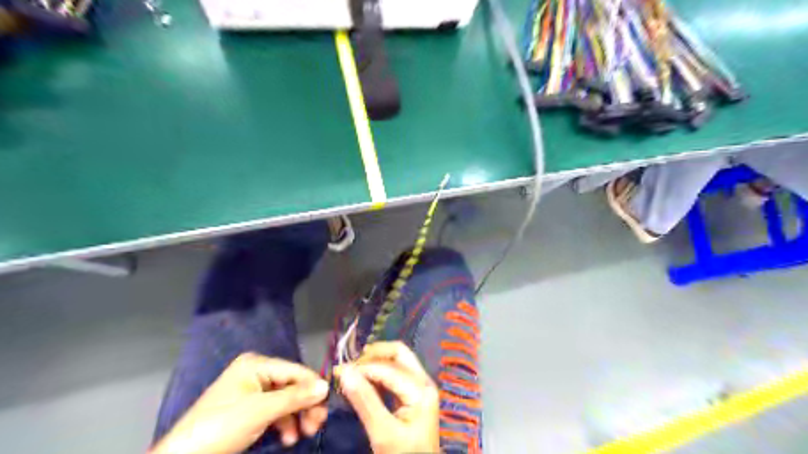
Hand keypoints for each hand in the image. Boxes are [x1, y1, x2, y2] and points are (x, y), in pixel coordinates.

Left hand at [151, 352, 327, 453]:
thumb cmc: (221, 427)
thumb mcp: (261, 411)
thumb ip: (295, 397)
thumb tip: (326, 386)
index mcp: (256, 364)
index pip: (295, 371)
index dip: (313, 387)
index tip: (327, 408)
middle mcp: (256, 372)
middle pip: (292, 385)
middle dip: (305, 405)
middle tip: (316, 425)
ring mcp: (252, 391)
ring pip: (286, 400)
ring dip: (297, 417)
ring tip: (303, 435)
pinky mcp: (249, 410)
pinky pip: (275, 411)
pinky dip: (284, 423)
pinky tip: (288, 438)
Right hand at [336, 342, 440, 450]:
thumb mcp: (382, 433)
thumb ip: (364, 400)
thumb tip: (344, 372)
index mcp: (421, 390)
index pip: (388, 367)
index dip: (362, 367)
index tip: (338, 371)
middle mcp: (424, 381)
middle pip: (398, 353)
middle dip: (372, 355)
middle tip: (349, 365)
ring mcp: (420, 387)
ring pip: (397, 361)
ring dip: (374, 362)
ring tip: (352, 371)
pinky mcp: (414, 395)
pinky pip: (396, 374)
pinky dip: (378, 373)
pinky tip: (363, 381)